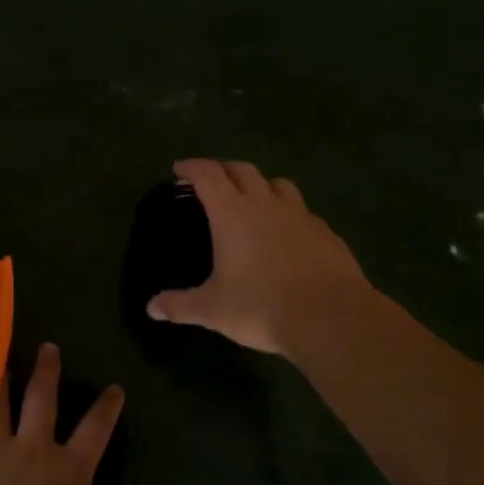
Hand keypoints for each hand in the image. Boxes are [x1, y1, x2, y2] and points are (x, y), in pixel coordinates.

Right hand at [146, 158, 369, 357]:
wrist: (331, 317)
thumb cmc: (262, 307)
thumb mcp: (213, 310)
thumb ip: (180, 305)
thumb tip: (152, 308)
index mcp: (232, 214)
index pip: (208, 175)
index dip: (191, 167)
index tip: (179, 169)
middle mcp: (266, 205)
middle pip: (242, 170)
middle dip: (223, 169)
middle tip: (211, 180)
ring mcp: (301, 216)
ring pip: (278, 184)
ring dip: (260, 184)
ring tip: (252, 199)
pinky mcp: (326, 233)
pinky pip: (303, 212)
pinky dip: (288, 213)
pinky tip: (288, 234)